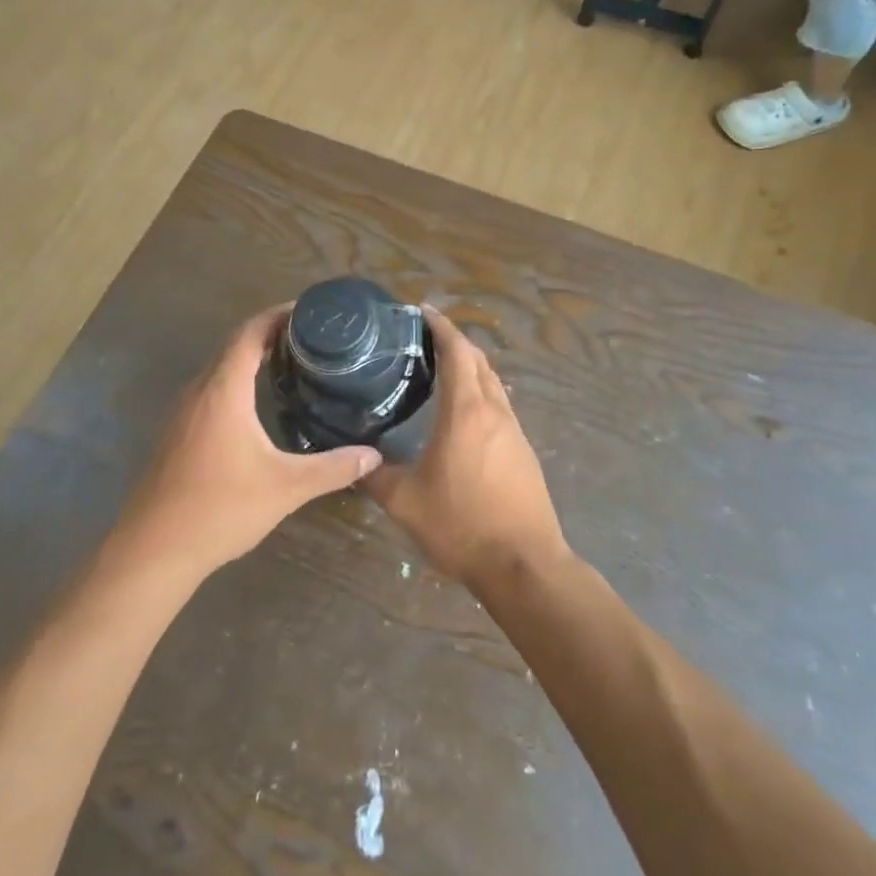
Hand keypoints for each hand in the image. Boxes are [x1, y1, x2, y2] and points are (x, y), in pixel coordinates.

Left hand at [110, 306, 381, 580]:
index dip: (278, 316)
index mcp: (222, 390)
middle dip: (271, 336)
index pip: (249, 333)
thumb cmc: (220, 508)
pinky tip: (258, 408)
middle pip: (234, 347)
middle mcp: (198, 391)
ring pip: (220, 371)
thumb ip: (332, 468)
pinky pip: (210, 393)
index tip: (310, 312)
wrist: (153, 550)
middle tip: (313, 341)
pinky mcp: (175, 435)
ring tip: (293, 367)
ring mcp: (181, 413)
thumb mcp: (286, 488)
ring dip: (252, 362)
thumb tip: (373, 454)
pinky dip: (237, 385)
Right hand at [366, 307, 570, 587]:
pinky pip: (499, 407)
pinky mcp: (523, 452)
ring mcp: (514, 432)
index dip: (441, 327)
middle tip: (423, 338)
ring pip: (493, 383)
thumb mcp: (406, 502)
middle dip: (454, 342)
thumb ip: (375, 476)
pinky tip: (461, 414)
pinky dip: (480, 393)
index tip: (421, 311)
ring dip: (470, 368)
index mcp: (466, 412)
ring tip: (440, 370)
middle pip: (479, 361)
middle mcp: (495, 412)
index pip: (457, 352)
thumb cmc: (462, 525)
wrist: (524, 564)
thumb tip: (352, 461)